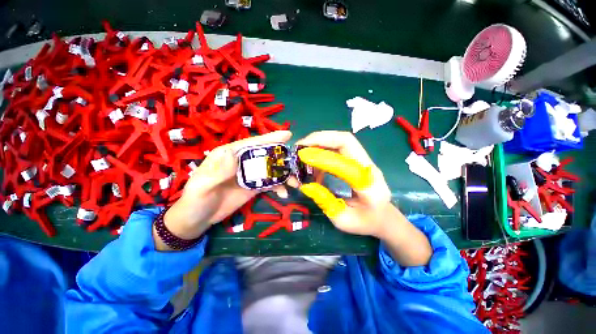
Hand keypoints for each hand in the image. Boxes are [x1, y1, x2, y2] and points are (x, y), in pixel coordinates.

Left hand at [159, 131, 291, 245]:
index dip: (270, 138)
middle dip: (283, 158)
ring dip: (284, 175)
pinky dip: (279, 187)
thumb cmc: (196, 200)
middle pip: (266, 155)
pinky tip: (284, 193)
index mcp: (229, 154)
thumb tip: (233, 153)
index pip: (252, 143)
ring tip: (295, 183)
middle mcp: (242, 161)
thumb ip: (218, 171)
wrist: (198, 219)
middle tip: (297, 163)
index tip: (287, 135)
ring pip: (271, 170)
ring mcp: (250, 175)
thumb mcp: (203, 186)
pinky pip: (270, 184)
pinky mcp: (254, 187)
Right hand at [291, 131, 392, 236]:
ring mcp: (364, 161)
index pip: (346, 161)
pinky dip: (323, 150)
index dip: (322, 156)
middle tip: (300, 145)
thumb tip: (306, 185)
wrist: (384, 217)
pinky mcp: (356, 161)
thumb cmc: (365, 222)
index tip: (301, 156)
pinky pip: (339, 149)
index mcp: (368, 185)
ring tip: (303, 153)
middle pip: (346, 140)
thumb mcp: (343, 220)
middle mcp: (368, 167)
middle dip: (320, 138)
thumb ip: (325, 202)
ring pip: (342, 141)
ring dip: (320, 143)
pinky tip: (314, 164)